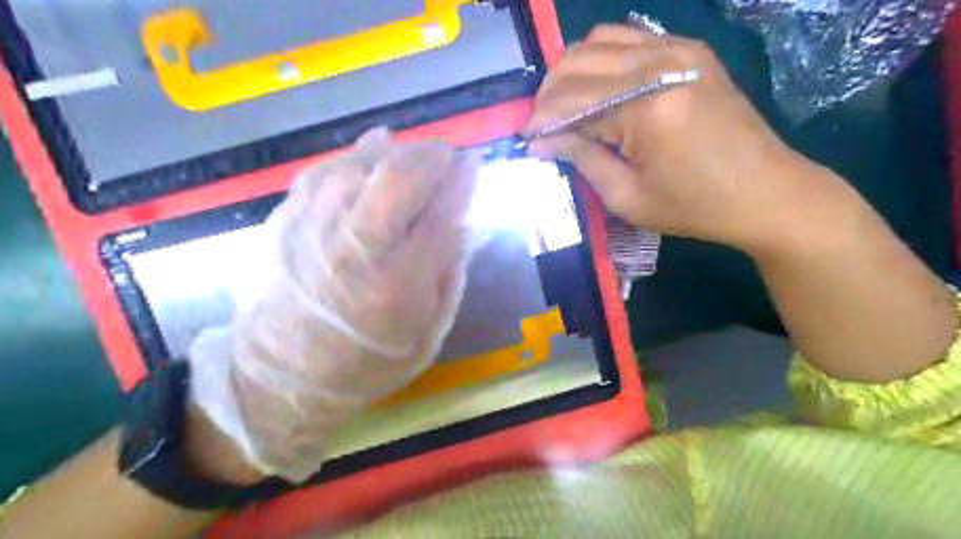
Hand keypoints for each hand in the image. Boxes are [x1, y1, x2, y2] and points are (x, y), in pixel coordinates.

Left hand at [185, 129, 478, 481]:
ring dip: (394, 152)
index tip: (473, 165)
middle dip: (429, 156)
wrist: (283, 378)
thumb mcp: (427, 332)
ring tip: (410, 157)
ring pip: (360, 165)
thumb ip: (448, 274)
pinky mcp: (287, 220)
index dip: (462, 181)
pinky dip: (353, 158)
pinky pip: (325, 171)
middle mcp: (358, 246)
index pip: (442, 213)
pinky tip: (368, 155)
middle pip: (398, 177)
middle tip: (444, 156)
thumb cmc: (367, 361)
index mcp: (400, 280)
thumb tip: (463, 222)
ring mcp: (316, 227)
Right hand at [524, 24, 855, 251]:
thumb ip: (581, 159)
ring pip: (600, 41)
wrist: (765, 192)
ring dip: (572, 71)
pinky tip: (597, 88)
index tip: (526, 140)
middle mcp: (660, 63)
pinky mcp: (689, 52)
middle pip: (579, 61)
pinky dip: (602, 60)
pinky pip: (629, 39)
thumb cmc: (693, 206)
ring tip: (564, 106)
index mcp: (645, 106)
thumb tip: (542, 141)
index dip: (541, 120)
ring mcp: (678, 49)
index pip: (571, 101)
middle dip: (550, 93)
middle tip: (543, 125)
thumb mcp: (626, 197)